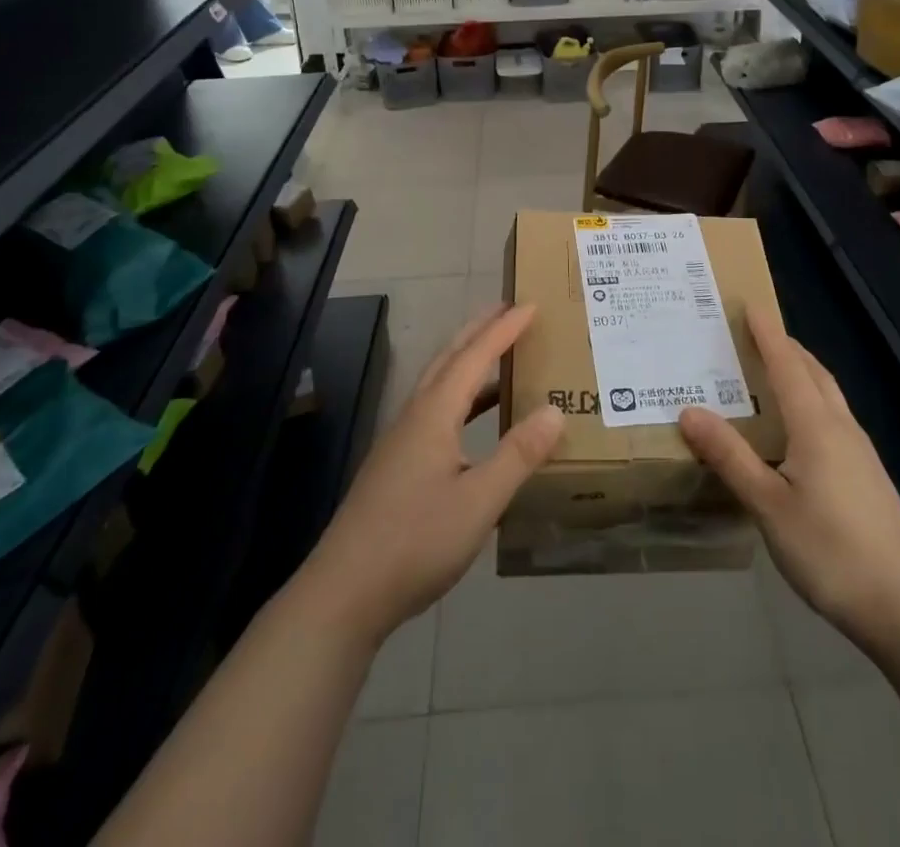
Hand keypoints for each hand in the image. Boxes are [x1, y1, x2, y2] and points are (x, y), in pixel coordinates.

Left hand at [296, 305, 563, 644]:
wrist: (344, 593)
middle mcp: (415, 417)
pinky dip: (461, 398)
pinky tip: (474, 422)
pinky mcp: (396, 466)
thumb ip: (518, 455)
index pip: (474, 357)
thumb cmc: (415, 542)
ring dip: (467, 361)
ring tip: (497, 354)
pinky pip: (434, 410)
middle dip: (478, 330)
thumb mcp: (479, 502)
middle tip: (508, 310)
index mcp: (434, 414)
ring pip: (438, 384)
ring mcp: (401, 441)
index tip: (530, 305)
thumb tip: (555, 411)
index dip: (504, 330)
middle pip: (448, 359)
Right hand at [679, 312, 899, 653]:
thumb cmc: (831, 551)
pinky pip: (835, 418)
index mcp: (816, 426)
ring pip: (828, 395)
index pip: (787, 365)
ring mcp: (861, 452)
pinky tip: (800, 428)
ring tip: (774, 371)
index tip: (750, 305)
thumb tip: (689, 411)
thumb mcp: (768, 505)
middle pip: (813, 373)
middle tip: (756, 333)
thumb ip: (730, 457)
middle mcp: (841, 428)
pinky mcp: (868, 476)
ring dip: (802, 372)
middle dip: (786, 347)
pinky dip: (812, 401)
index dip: (768, 334)